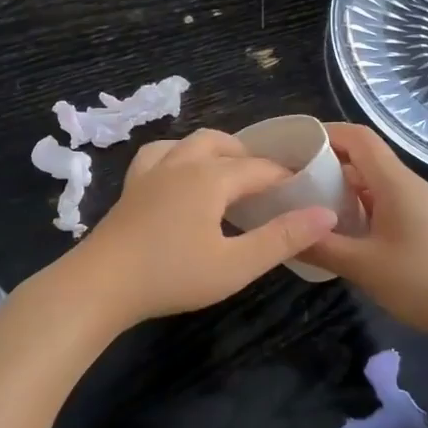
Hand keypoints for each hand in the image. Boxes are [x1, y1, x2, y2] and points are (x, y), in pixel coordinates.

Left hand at [69, 129, 337, 327]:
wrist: (101, 284)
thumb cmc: (172, 275)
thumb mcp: (236, 265)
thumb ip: (282, 238)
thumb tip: (326, 214)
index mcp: (211, 177)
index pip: (260, 168)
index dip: (286, 177)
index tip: (306, 191)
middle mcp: (182, 163)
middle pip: (224, 145)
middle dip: (250, 158)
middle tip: (268, 186)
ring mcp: (151, 171)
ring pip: (189, 143)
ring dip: (215, 151)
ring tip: (227, 175)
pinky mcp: (131, 186)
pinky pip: (159, 155)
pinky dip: (178, 156)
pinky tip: (178, 176)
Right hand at [299, 123, 427, 343]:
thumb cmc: (422, 282)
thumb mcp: (362, 266)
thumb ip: (319, 246)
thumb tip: (283, 233)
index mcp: (394, 182)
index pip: (357, 137)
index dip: (324, 134)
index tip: (291, 147)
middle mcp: (406, 184)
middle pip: (362, 157)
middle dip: (324, 163)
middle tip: (289, 180)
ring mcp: (416, 204)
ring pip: (370, 183)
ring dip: (338, 189)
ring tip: (304, 206)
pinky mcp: (420, 224)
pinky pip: (380, 203)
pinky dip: (355, 208)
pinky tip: (337, 232)